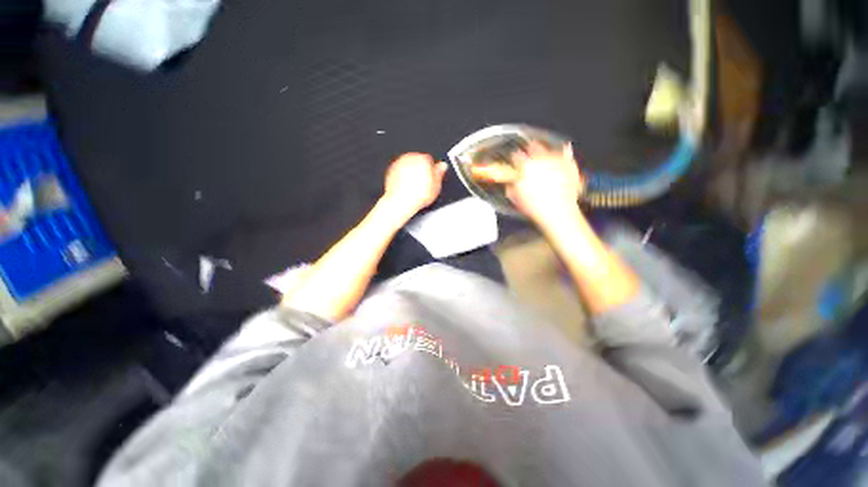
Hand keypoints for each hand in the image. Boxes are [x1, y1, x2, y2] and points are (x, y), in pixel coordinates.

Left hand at [382, 153, 447, 216]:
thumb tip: (443, 166)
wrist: (401, 202)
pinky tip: (406, 187)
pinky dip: (403, 177)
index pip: (430, 160)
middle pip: (418, 161)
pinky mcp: (391, 170)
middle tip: (423, 184)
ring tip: (414, 187)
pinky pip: (400, 171)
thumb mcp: (436, 186)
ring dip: (411, 173)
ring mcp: (399, 163)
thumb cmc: (417, 195)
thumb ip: (439, 173)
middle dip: (421, 170)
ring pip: (408, 165)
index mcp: (423, 159)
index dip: (432, 170)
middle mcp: (410, 158)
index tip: (432, 178)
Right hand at [472, 142, 583, 226]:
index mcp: (525, 166)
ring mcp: (556, 160)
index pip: (516, 156)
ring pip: (549, 150)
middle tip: (529, 156)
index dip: (514, 159)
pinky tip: (564, 150)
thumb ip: (511, 186)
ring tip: (543, 158)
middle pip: (533, 147)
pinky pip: (566, 153)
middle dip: (529, 150)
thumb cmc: (534, 206)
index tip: (514, 163)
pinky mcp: (569, 164)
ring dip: (545, 153)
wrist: (558, 211)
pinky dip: (565, 152)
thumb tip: (510, 183)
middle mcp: (540, 159)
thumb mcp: (515, 197)